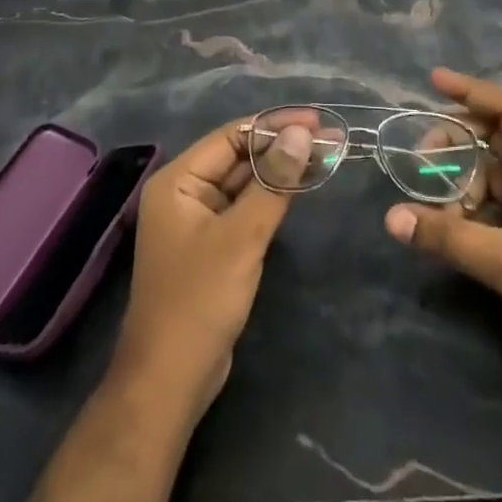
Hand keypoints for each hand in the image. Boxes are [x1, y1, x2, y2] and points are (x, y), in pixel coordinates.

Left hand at [114, 118, 311, 415]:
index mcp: (178, 181)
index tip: (318, 122)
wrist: (170, 379)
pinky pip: (244, 209)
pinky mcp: (212, 246)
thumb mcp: (241, 237)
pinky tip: (301, 188)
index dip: (274, 126)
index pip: (231, 136)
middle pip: (238, 157)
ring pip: (244, 183)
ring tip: (325, 157)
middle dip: (282, 147)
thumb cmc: (199, 299)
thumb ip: (273, 182)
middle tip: (330, 140)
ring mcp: (197, 220)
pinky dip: (271, 197)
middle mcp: (184, 192)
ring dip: (280, 171)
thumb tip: (301, 133)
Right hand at [384, 68, 501, 400]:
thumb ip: (450, 237)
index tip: (433, 81)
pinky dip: (475, 209)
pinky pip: (500, 203)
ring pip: (494, 174)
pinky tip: (454, 228)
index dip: (471, 91)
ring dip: (463, 185)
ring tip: (438, 212)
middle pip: (495, 140)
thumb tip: (391, 217)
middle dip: (456, 148)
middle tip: (421, 166)